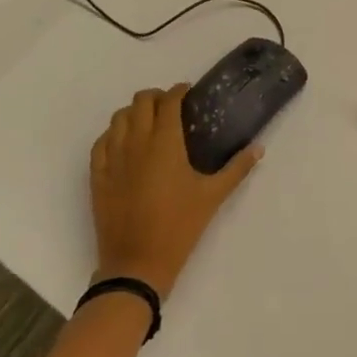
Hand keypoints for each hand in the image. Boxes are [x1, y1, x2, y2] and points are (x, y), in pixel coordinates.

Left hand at [89, 84, 261, 299]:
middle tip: (170, 109)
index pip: (169, 101)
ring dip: (134, 113)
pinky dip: (113, 135)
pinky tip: (124, 145)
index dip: (178, 91)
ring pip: (118, 117)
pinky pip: (101, 142)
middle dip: (157, 97)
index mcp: (165, 142)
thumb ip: (237, 168)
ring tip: (148, 124)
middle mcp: (136, 141)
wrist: (137, 264)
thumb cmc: (179, 227)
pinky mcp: (97, 175)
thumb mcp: (212, 196)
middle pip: (141, 101)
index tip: (188, 94)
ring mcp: (113, 157)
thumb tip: (259, 148)